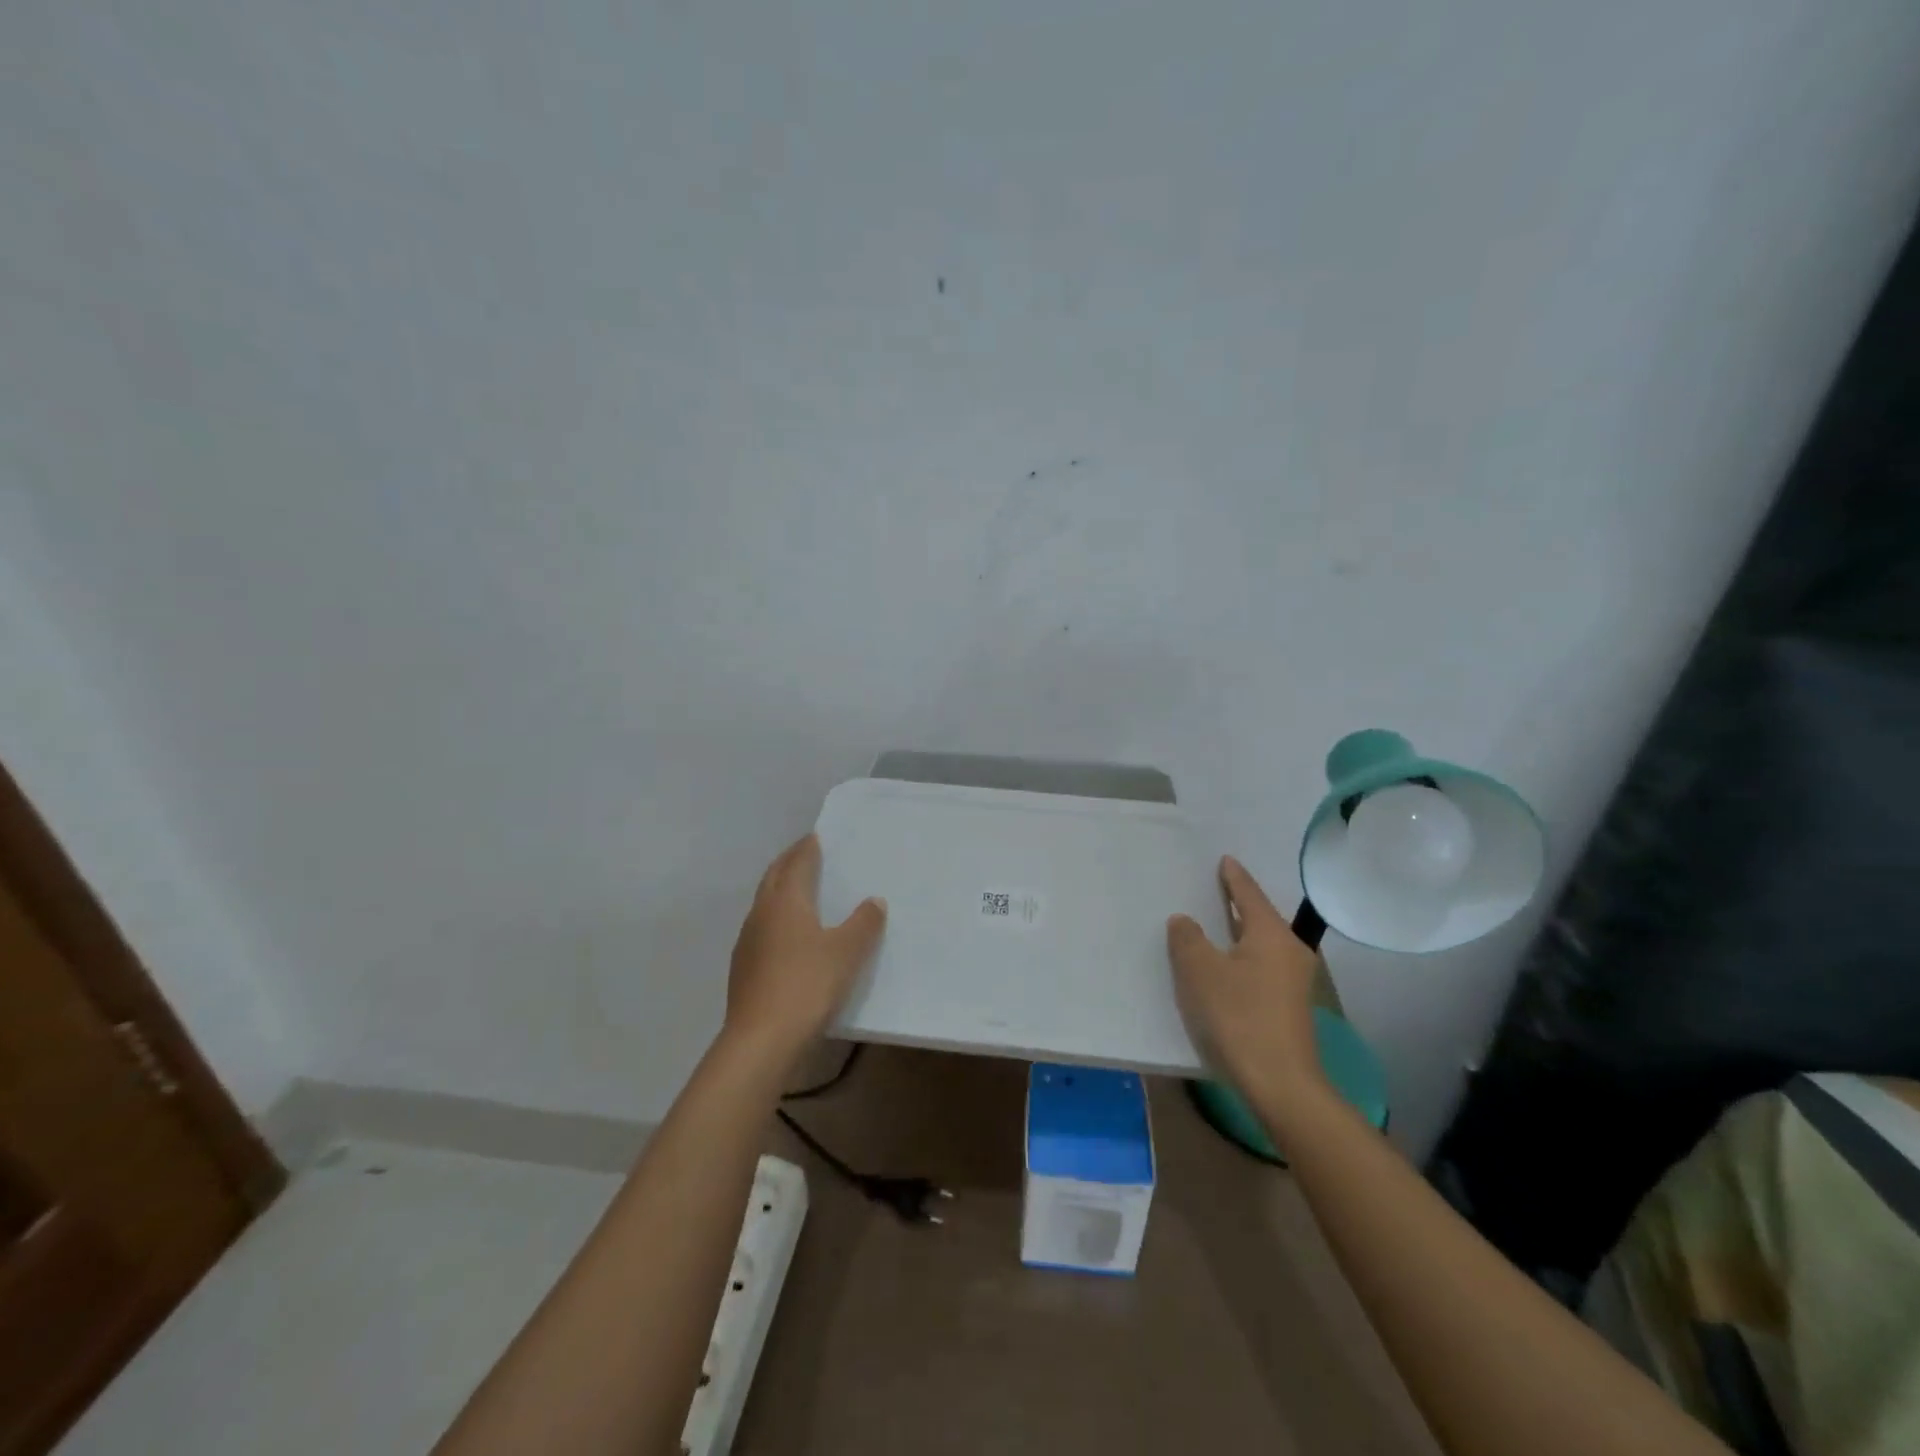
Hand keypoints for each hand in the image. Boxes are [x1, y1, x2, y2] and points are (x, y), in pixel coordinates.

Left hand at [724, 835, 885, 1069]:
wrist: (761, 1040)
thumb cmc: (807, 985)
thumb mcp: (846, 953)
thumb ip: (863, 924)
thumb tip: (874, 901)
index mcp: (786, 902)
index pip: (797, 864)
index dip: (807, 849)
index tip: (815, 837)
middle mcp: (762, 914)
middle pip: (773, 878)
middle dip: (788, 862)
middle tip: (804, 853)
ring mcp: (747, 942)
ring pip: (764, 903)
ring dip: (779, 890)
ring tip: (798, 890)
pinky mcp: (743, 968)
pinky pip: (761, 929)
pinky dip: (775, 919)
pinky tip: (787, 935)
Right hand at [1167, 856, 1327, 1112]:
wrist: (1280, 1084)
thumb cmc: (1238, 1016)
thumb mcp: (1200, 972)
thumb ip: (1188, 939)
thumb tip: (1185, 921)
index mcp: (1271, 934)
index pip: (1249, 893)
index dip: (1233, 876)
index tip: (1225, 859)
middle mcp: (1290, 950)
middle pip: (1260, 917)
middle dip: (1237, 903)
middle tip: (1214, 888)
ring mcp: (1294, 981)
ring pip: (1262, 944)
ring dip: (1239, 934)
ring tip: (1215, 926)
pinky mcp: (1289, 1007)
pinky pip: (1262, 967)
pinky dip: (1243, 958)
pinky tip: (1225, 967)